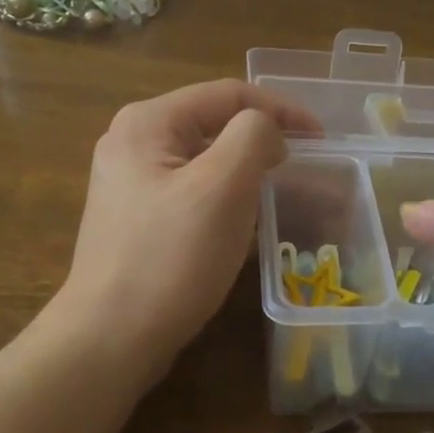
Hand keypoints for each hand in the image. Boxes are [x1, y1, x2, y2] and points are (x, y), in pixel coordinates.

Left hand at [51, 80, 321, 376]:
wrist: (111, 338)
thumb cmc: (172, 258)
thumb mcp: (223, 187)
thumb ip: (254, 137)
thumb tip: (266, 132)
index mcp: (148, 122)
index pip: (228, 93)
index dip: (282, 109)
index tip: (322, 138)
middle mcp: (132, 142)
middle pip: (214, 123)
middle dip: (263, 139)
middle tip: (305, 164)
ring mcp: (129, 182)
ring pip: (204, 159)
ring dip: (246, 168)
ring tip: (280, 189)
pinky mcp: (136, 218)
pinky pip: (191, 190)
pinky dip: (224, 195)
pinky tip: (242, 220)